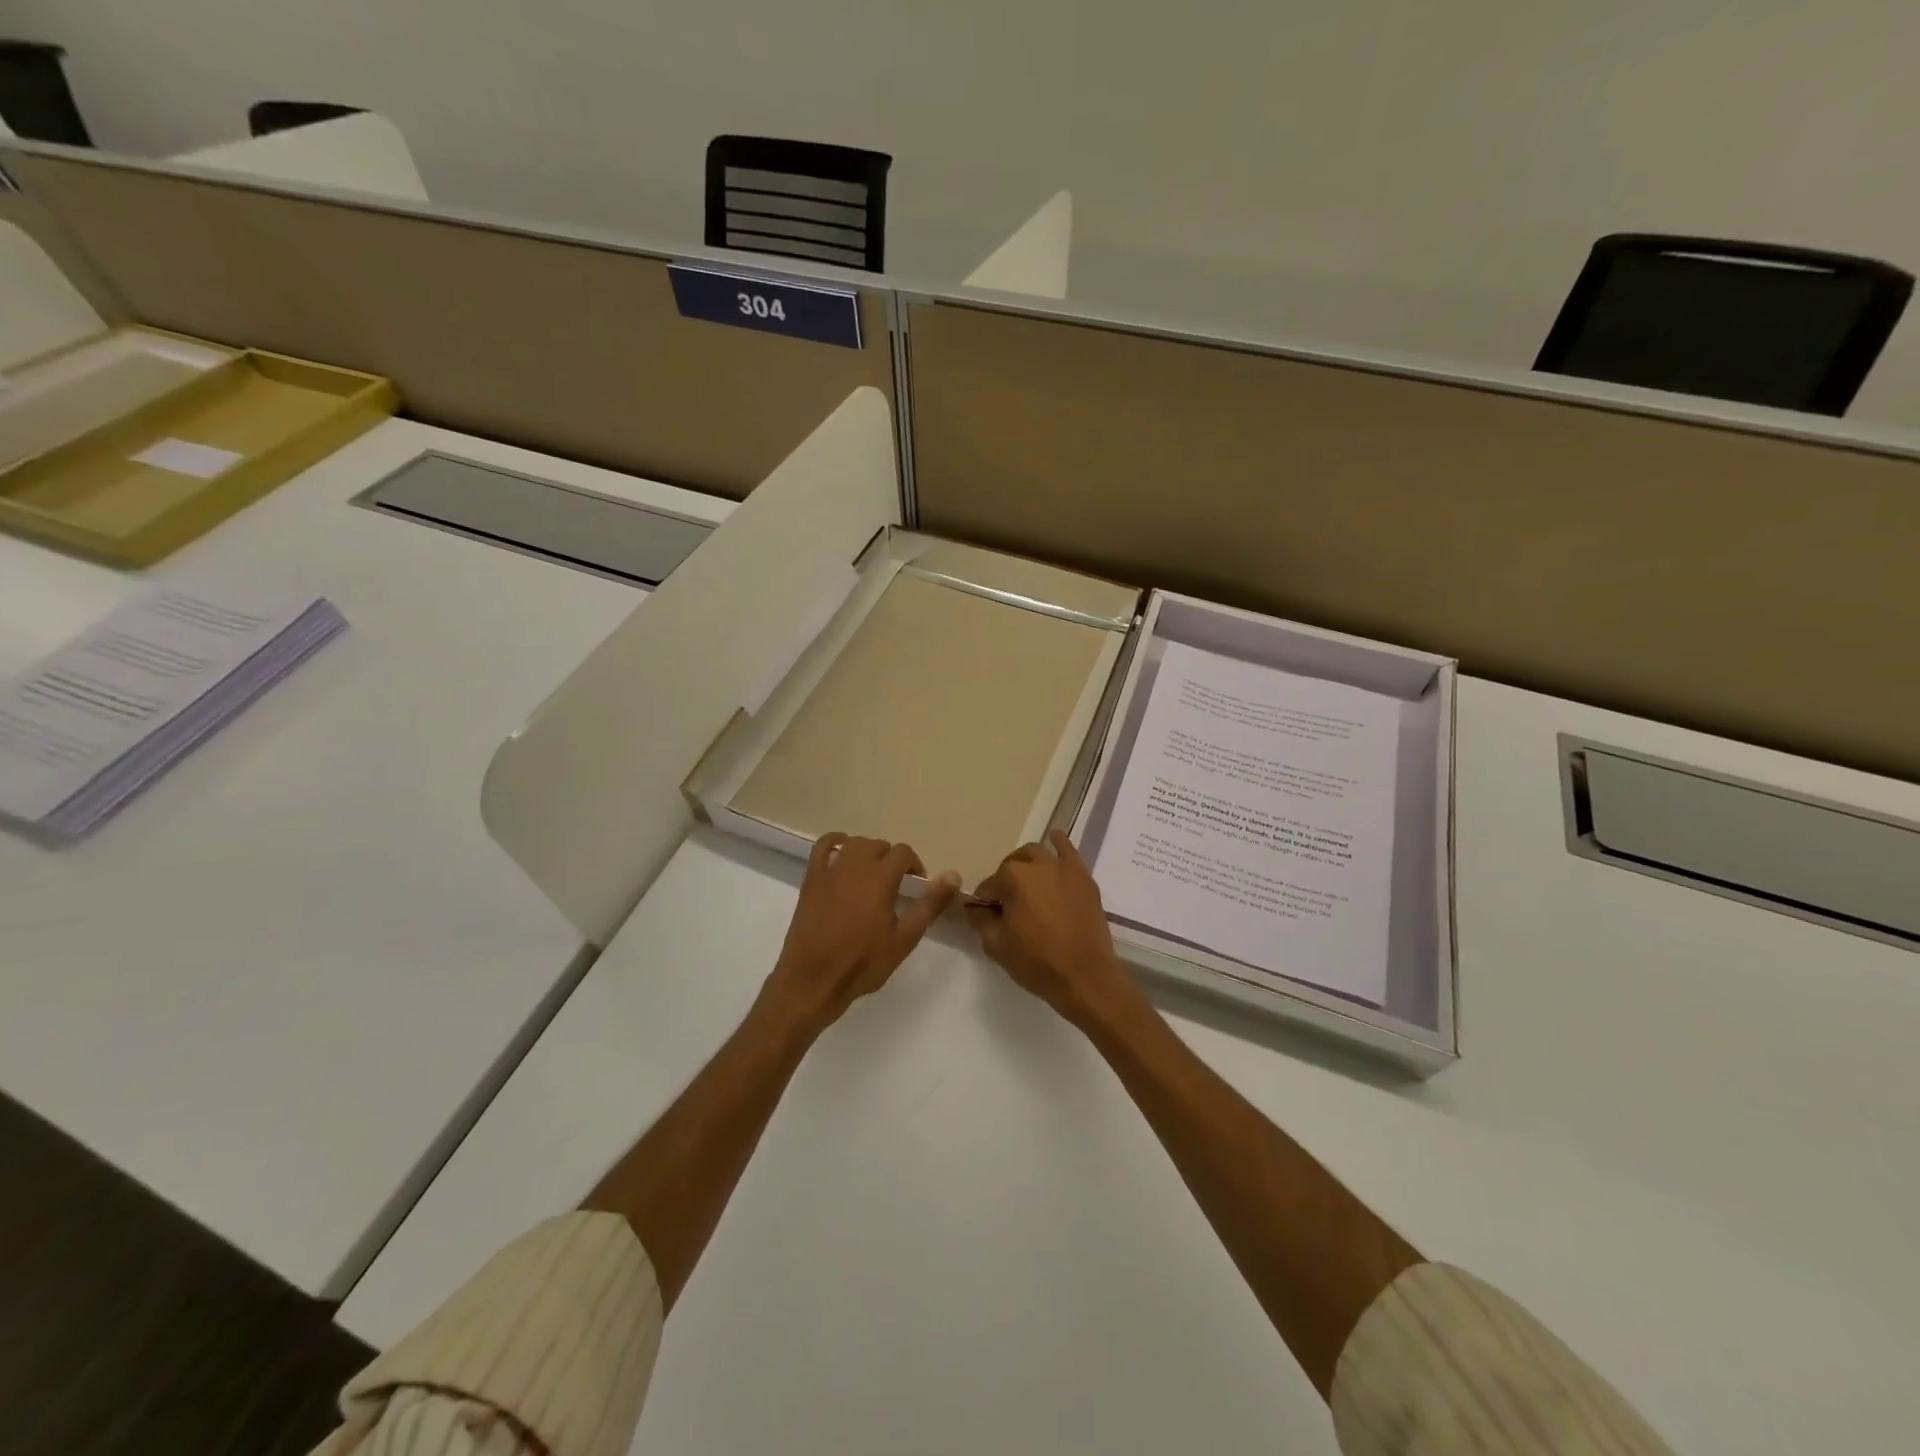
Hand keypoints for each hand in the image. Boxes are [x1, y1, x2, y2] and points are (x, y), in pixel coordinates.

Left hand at [761, 832, 960, 1037]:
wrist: (813, 980)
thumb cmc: (862, 963)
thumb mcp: (905, 938)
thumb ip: (930, 904)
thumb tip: (954, 875)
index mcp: (880, 878)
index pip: (903, 853)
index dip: (914, 866)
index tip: (916, 887)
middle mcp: (855, 865)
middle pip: (880, 845)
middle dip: (892, 860)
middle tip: (895, 886)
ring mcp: (830, 869)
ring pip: (855, 843)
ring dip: (868, 852)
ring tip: (871, 876)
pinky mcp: (811, 878)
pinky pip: (823, 845)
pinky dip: (836, 843)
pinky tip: (843, 857)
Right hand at [966, 830, 1143, 1031]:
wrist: (1085, 976)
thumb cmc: (1037, 961)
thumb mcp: (997, 945)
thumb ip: (981, 921)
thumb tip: (975, 909)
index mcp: (1012, 877)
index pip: (989, 885)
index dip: (986, 902)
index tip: (988, 917)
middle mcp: (1037, 864)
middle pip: (1012, 865)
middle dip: (1006, 879)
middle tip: (1009, 904)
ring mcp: (1063, 868)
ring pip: (1038, 854)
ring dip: (1027, 863)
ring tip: (1029, 883)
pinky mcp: (1083, 877)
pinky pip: (1069, 851)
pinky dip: (1059, 843)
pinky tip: (1055, 839)